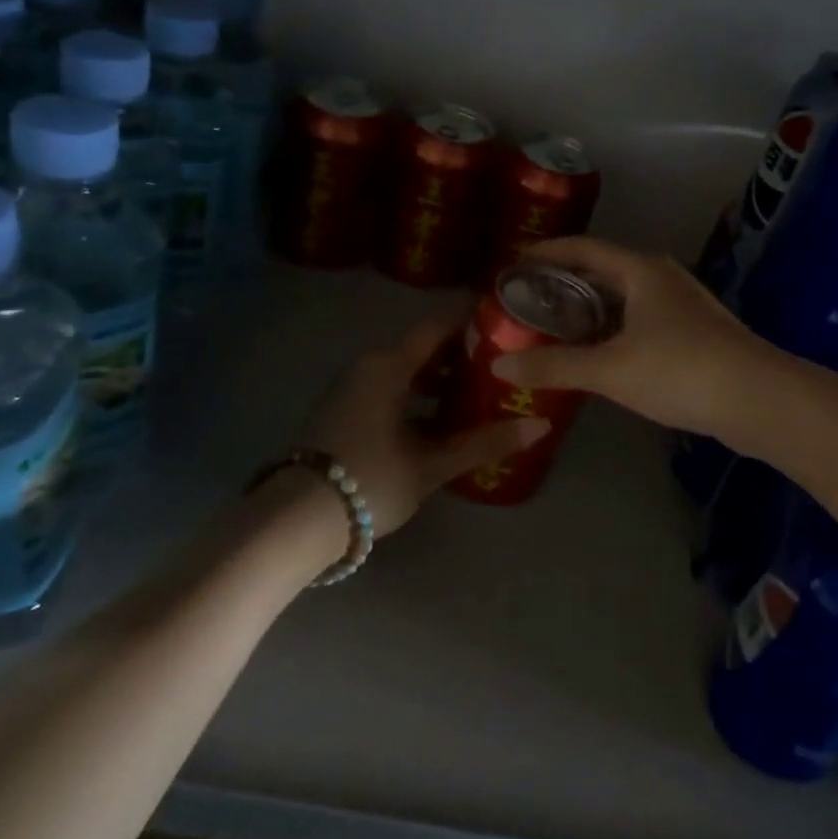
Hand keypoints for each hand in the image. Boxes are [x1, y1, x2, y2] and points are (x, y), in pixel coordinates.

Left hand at [296, 310, 549, 536]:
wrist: (296, 519)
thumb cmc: (370, 480)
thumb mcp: (432, 464)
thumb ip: (485, 443)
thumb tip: (541, 426)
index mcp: (389, 365)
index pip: (438, 326)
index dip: (471, 319)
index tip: (506, 319)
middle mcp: (368, 365)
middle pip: (423, 348)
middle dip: (462, 354)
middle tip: (503, 364)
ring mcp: (352, 387)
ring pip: (405, 371)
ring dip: (439, 379)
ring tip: (478, 395)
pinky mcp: (343, 410)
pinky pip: (389, 389)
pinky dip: (416, 396)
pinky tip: (441, 421)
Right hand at [489, 236, 777, 435]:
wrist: (760, 400)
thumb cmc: (680, 370)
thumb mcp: (610, 369)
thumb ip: (554, 366)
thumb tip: (499, 366)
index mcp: (640, 270)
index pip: (583, 247)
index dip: (547, 251)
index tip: (514, 262)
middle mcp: (662, 277)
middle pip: (604, 269)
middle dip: (566, 281)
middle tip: (528, 299)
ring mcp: (683, 304)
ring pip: (625, 296)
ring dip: (591, 307)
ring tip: (557, 326)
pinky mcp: (696, 332)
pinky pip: (642, 318)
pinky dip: (614, 327)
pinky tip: (600, 352)